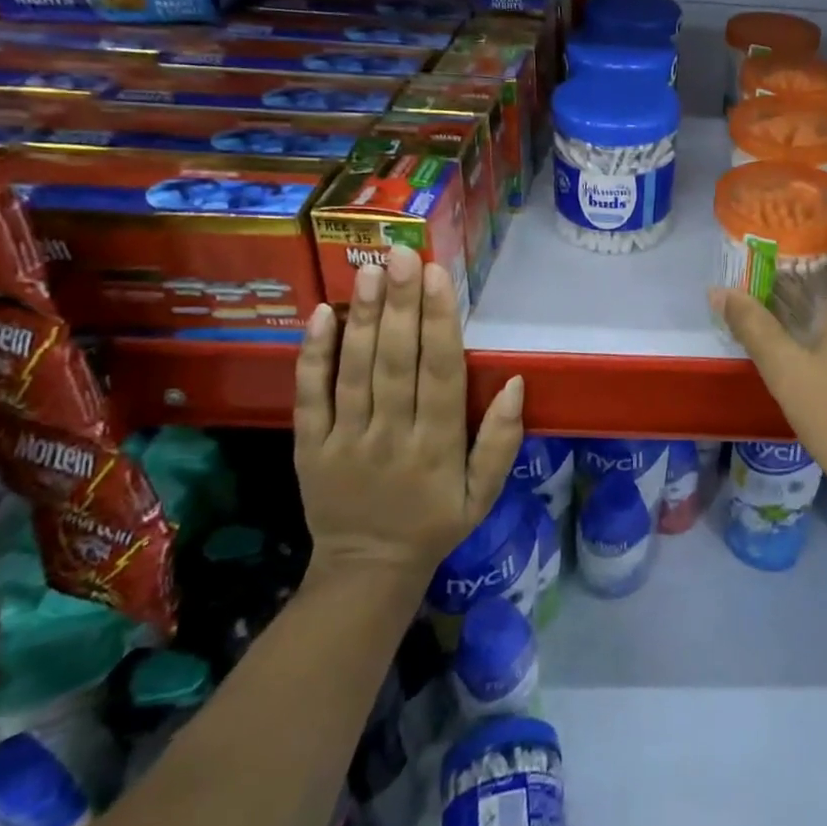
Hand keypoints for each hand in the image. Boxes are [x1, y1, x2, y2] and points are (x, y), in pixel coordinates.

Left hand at [292, 246, 525, 580]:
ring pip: (354, 371)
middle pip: (396, 362)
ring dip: (364, 317)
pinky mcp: (309, 447)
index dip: (439, 322)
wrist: (366, 571)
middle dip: (401, 304)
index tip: (439, 276)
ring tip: (370, 269)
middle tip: (402, 254)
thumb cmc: (436, 522)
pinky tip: (322, 315)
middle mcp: (391, 436)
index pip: (440, 373)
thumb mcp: (484, 493)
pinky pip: (310, 397)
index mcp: (438, 447)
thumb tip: (517, 383)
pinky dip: (313, 356)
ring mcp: (345, 441)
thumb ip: (502, 440)